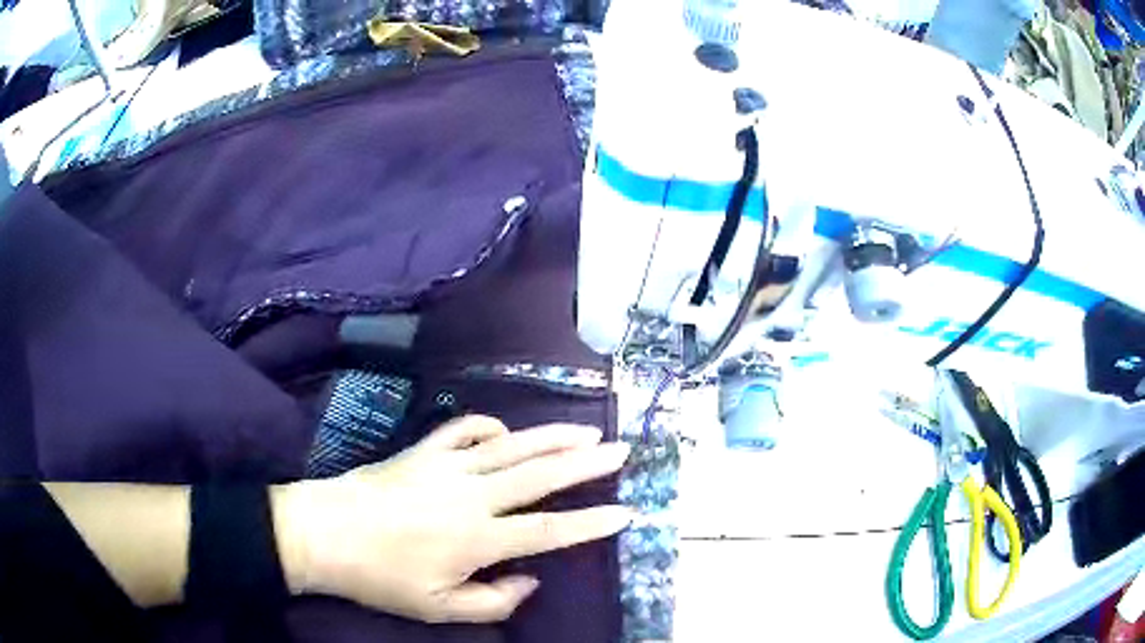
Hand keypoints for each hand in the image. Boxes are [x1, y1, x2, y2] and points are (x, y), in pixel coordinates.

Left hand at [273, 416, 633, 623]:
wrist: (323, 532)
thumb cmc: (381, 577)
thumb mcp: (438, 607)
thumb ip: (493, 601)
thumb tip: (531, 580)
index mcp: (477, 539)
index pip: (549, 530)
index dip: (591, 523)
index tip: (626, 512)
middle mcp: (472, 496)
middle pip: (541, 474)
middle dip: (587, 463)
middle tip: (622, 450)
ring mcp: (446, 466)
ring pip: (512, 445)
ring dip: (553, 437)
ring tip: (587, 431)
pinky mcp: (423, 450)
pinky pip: (465, 429)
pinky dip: (491, 426)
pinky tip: (506, 431)